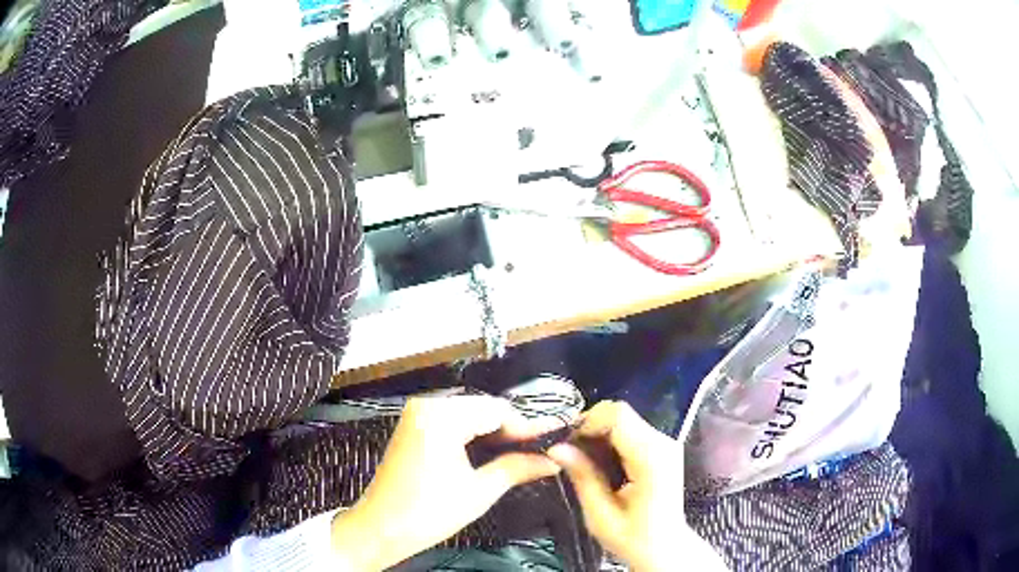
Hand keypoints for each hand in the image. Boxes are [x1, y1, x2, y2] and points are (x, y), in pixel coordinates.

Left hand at [330, 395, 562, 569]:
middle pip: (483, 409)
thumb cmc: (428, 512)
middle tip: (538, 452)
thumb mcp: (479, 491)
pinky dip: (473, 435)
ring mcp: (417, 415)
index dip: (527, 427)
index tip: (553, 441)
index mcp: (441, 416)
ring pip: (469, 415)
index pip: (497, 410)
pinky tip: (490, 452)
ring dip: (493, 433)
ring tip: (520, 454)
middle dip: (511, 431)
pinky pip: (452, 422)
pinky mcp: (413, 427)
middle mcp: (427, 405)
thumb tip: (551, 461)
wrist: (380, 527)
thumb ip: (517, 468)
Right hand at [548, 401, 726, 571]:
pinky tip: (601, 464)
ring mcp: (665, 443)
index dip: (587, 423)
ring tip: (583, 463)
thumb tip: (555, 447)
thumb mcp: (601, 515)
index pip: (617, 416)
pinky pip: (630, 431)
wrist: (665, 548)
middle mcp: (663, 442)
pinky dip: (610, 441)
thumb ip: (583, 477)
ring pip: (623, 419)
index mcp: (651, 458)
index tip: (567, 446)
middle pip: (620, 413)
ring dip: (598, 435)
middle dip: (590, 428)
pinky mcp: (661, 448)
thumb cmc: (633, 538)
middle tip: (570, 456)